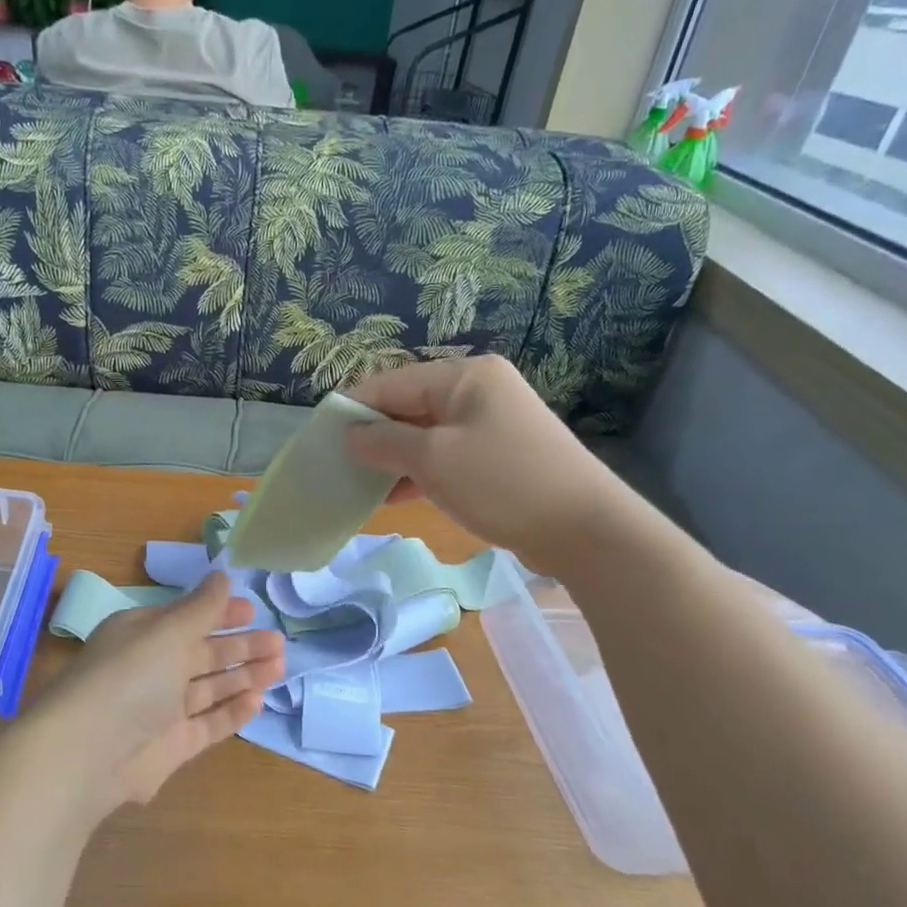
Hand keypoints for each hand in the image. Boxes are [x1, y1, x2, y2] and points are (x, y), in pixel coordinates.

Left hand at [27, 574, 285, 816]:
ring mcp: (162, 709)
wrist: (89, 754)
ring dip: (244, 675)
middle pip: (203, 653)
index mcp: (142, 634)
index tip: (252, 610)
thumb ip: (201, 607)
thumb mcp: (167, 632)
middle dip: (240, 646)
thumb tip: (221, 575)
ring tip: (279, 666)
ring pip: (210, 687)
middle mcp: (151, 668)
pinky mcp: (172, 746)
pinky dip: (233, 711)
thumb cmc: (130, 677)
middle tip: (278, 642)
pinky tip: (258, 700)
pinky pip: (209, 723)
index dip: (219, 613)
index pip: (186, 618)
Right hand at [343, 355, 632, 577]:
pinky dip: (420, 472)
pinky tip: (394, 496)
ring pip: (426, 434)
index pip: (391, 382)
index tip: (321, 437)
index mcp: (464, 376)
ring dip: (394, 458)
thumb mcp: (433, 459)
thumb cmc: (502, 483)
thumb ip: (383, 442)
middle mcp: (479, 391)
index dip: (353, 408)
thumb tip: (350, 434)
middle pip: (409, 406)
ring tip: (360, 484)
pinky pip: (447, 456)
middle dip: (373, 435)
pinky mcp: (500, 456)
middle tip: (337, 464)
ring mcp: (492, 424)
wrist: (586, 530)